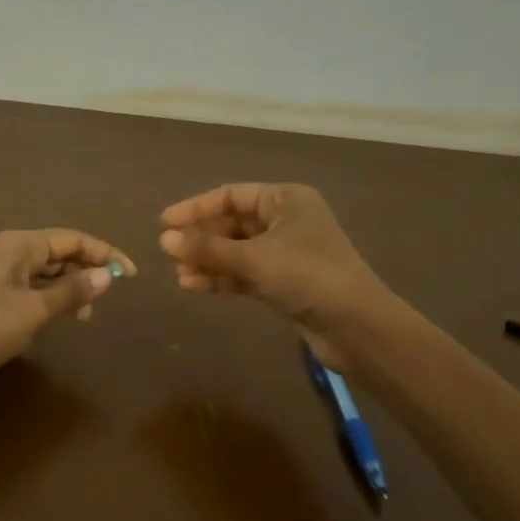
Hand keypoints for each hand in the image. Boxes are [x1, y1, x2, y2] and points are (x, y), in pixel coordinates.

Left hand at [0, 229, 134, 400]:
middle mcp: (10, 253)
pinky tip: (60, 319)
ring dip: (71, 288)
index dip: (104, 254)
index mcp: (19, 244)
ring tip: (86, 315)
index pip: (72, 239)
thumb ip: (72, 292)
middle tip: (109, 299)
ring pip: (47, 273)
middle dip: (87, 271)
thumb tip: (108, 275)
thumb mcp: (33, 309)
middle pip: (60, 252)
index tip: (131, 276)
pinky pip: (33, 290)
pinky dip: (52, 300)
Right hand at [158, 184, 386, 355]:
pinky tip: (194, 286)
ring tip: (178, 274)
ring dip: (208, 261)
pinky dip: (222, 278)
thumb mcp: (252, 258)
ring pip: (237, 251)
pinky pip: (245, 273)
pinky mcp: (285, 282)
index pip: (231, 196)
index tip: (164, 223)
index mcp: (285, 200)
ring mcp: (286, 253)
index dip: (195, 208)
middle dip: (201, 239)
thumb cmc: (306, 276)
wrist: (355, 325)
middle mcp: (286, 221)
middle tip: (168, 253)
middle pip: (233, 223)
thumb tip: (164, 239)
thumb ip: (207, 248)